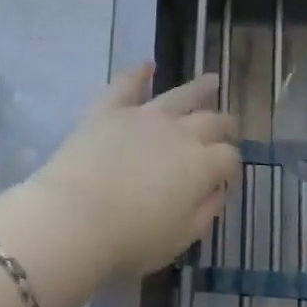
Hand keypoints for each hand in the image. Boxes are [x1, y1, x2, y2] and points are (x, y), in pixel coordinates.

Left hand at [27, 66, 239, 276]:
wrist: (75, 218)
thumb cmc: (130, 239)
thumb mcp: (179, 238)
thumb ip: (204, 213)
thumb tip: (217, 192)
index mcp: (201, 165)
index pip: (228, 157)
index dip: (231, 166)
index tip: (226, 176)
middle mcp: (179, 132)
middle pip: (211, 121)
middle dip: (224, 124)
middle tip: (229, 125)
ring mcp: (144, 116)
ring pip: (179, 95)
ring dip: (198, 88)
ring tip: (211, 81)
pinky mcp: (110, 109)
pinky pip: (127, 84)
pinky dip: (138, 73)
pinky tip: (146, 66)